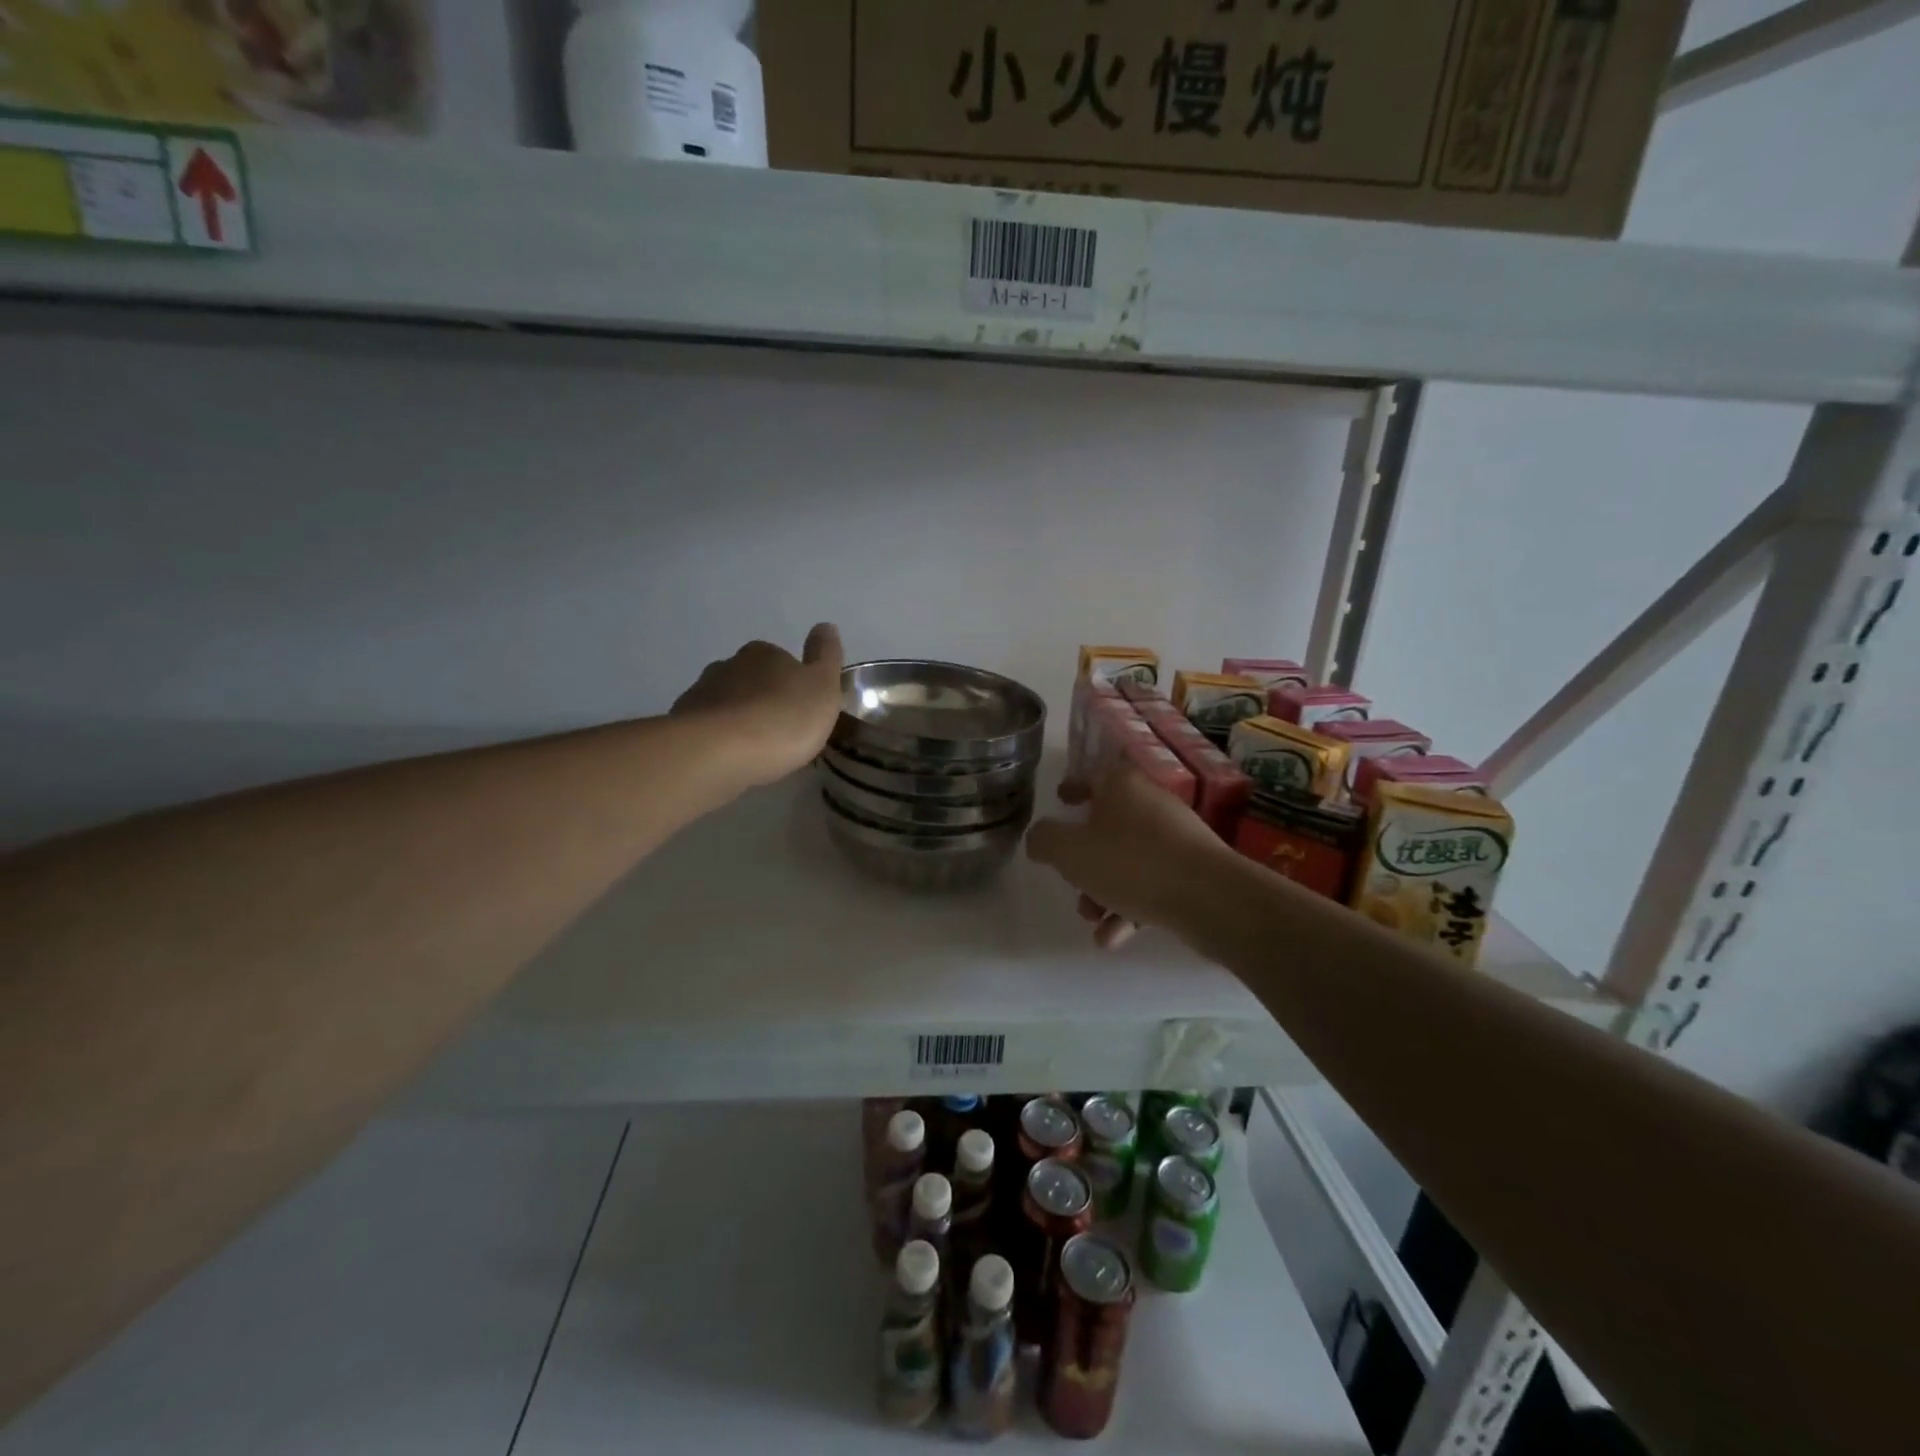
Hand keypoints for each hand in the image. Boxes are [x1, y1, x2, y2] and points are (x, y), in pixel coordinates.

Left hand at [672, 624, 843, 788]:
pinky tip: (729, 758)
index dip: (794, 683)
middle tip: (780, 729)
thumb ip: (826, 656)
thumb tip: (825, 626)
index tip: (802, 708)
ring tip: (754, 748)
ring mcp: (701, 692)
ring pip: (727, 702)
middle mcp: (729, 665)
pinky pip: (707, 727)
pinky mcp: (681, 723)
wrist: (720, 752)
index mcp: (765, 653)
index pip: (783, 660)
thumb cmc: (783, 718)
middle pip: (752, 679)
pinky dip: (719, 737)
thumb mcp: (823, 687)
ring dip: (739, 718)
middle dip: (764, 698)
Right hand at [1026, 765, 1233, 947]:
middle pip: (1108, 825)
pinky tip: (1113, 938)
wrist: (1209, 897)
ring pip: (1128, 860)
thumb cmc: (1131, 862)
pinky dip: (1129, 908)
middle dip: (1084, 858)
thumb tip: (1040, 838)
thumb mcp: (1070, 851)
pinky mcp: (1191, 871)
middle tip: (1070, 879)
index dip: (1074, 785)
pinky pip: (1151, 885)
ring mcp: (1175, 838)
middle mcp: (1150, 804)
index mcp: (1122, 786)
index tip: (1061, 798)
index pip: (1094, 774)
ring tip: (1090, 919)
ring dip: (1103, 890)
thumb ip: (1045, 840)